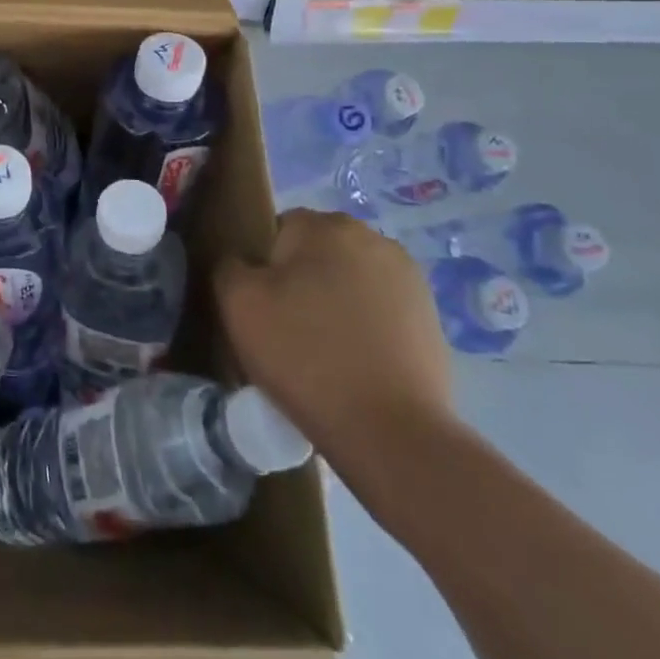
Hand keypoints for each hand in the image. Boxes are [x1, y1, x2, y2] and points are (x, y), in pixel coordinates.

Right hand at [214, 209, 452, 462]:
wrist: (390, 432)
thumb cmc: (304, 356)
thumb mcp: (238, 303)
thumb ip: (229, 265)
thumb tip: (243, 262)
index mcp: (325, 226)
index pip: (277, 230)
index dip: (262, 267)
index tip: (261, 307)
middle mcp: (372, 238)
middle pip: (316, 252)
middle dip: (300, 280)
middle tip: (286, 329)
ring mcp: (408, 278)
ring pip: (348, 279)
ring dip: (333, 302)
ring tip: (322, 350)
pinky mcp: (430, 316)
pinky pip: (378, 308)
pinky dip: (363, 326)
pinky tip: (355, 362)